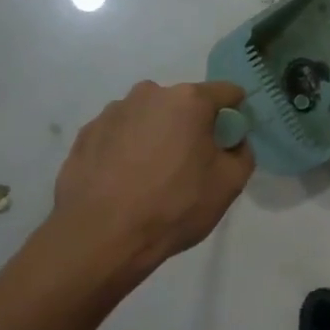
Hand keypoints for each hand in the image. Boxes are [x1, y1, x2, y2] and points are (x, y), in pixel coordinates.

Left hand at [53, 81, 254, 271]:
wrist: (101, 236)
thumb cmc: (175, 206)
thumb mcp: (230, 185)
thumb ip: (242, 153)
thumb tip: (232, 142)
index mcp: (188, 101)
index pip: (227, 93)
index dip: (235, 115)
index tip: (230, 142)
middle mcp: (149, 94)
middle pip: (185, 103)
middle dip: (193, 126)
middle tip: (191, 165)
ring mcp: (112, 112)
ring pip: (150, 117)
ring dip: (158, 136)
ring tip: (153, 176)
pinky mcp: (86, 133)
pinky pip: (121, 133)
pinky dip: (128, 149)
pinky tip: (125, 181)